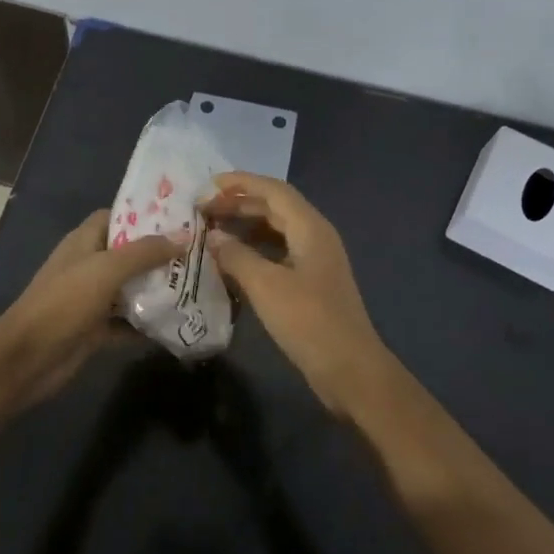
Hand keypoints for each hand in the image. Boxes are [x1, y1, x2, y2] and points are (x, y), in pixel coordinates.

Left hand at [0, 211, 177, 407]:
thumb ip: (144, 252)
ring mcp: (91, 299)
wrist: (27, 359)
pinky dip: (147, 324)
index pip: (116, 217)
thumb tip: (183, 237)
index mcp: (84, 242)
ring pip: (130, 289)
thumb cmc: (63, 303)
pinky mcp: (95, 330)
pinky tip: (177, 324)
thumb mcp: (105, 270)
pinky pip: (127, 322)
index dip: (144, 216)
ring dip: (157, 290)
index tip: (179, 218)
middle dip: (159, 255)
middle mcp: (88, 266)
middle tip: (198, 254)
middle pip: (128, 254)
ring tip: (196, 286)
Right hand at [201, 173, 393, 417]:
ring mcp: (315, 260)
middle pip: (275, 207)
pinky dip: (254, 249)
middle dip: (239, 203)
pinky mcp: (311, 282)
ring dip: (246, 226)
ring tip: (212, 230)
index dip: (241, 183)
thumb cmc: (309, 321)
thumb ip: (236, 256)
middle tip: (203, 210)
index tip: (208, 184)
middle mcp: (315, 236)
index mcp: (310, 228)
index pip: (273, 190)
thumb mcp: (266, 286)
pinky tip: (233, 260)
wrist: (350, 370)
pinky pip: (278, 252)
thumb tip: (212, 236)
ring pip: (276, 230)